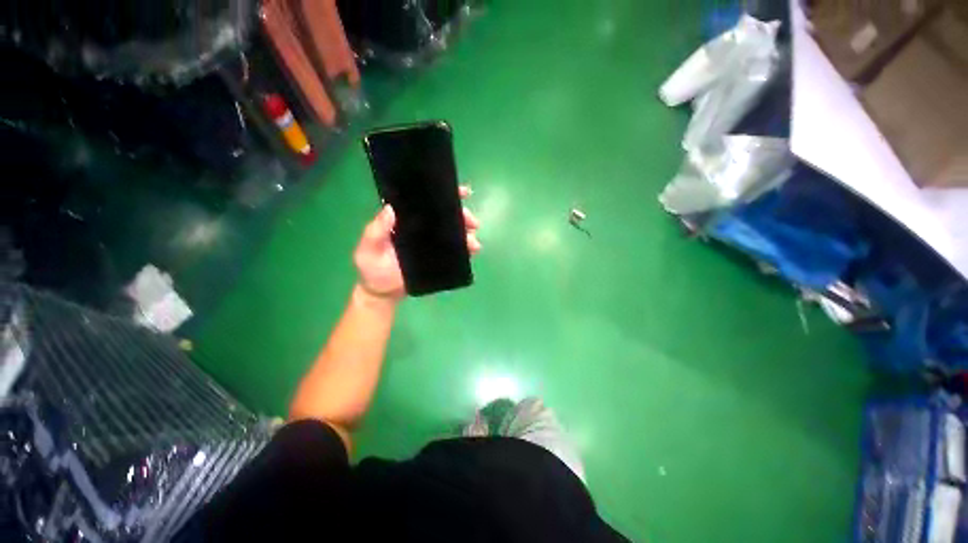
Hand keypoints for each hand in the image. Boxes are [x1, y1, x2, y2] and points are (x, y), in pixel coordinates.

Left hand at [354, 186, 480, 301]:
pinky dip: (466, 250)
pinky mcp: (439, 259)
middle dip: (463, 216)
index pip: (426, 203)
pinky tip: (473, 251)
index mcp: (407, 221)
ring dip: (467, 234)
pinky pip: (455, 251)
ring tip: (474, 243)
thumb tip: (390, 209)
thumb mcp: (368, 249)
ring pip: (453, 233)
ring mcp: (432, 244)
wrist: (382, 292)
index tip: (462, 192)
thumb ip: (375, 231)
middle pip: (446, 217)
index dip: (444, 195)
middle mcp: (422, 229)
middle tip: (473, 222)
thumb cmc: (373, 269)